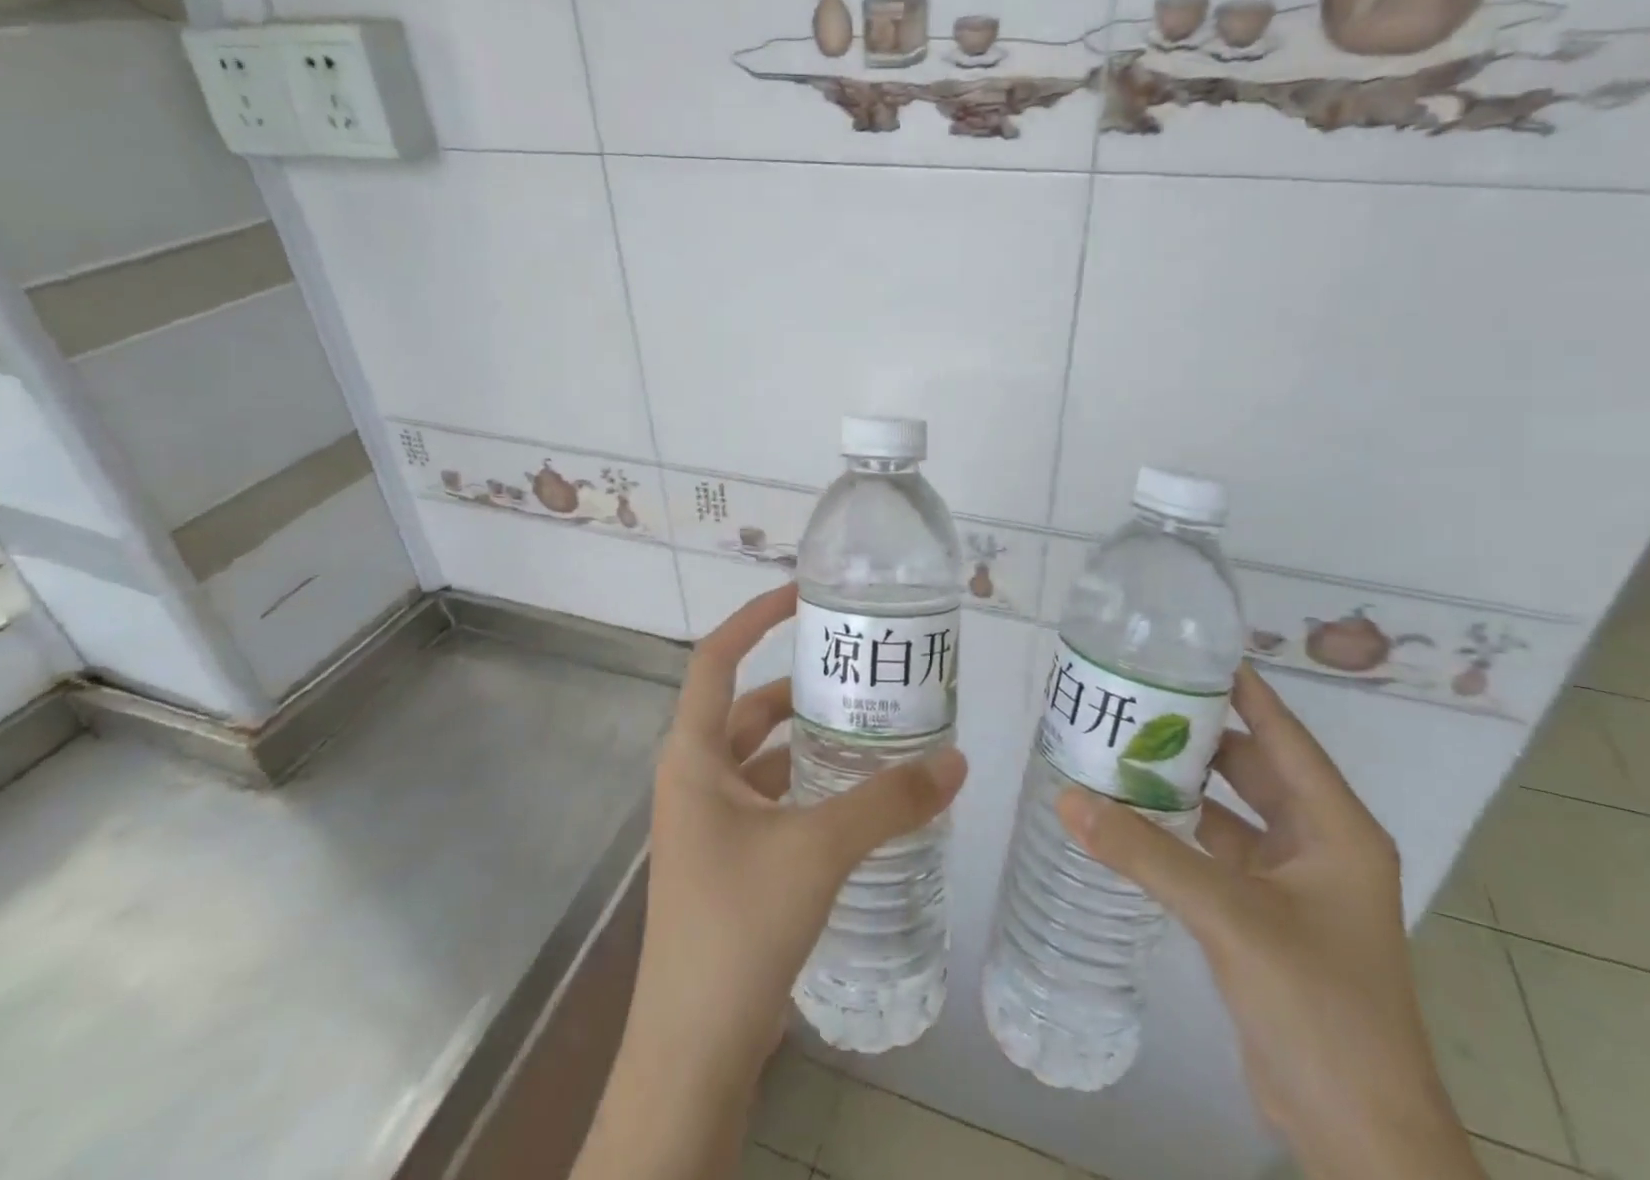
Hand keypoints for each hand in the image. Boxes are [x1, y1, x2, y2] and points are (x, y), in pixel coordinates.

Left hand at [572, 584, 967, 1179]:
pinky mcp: (730, 861)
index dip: (755, 617)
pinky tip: (858, 795)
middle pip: (749, 708)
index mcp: (693, 756)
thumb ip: (889, 801)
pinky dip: (811, 786)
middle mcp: (695, 779)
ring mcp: (710, 823)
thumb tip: (957, 759)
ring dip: (810, 739)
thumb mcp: (818, 850)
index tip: (804, 594)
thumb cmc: (737, 929)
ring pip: (764, 757)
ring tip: (872, 723)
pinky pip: (773, 799)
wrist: (692, 1055)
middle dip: (801, 684)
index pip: (717, 658)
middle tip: (861, 669)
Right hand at [1057, 664, 1480, 1179]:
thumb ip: (1145, 853)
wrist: (1357, 1131)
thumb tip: (1067, 797)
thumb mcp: (1229, 916)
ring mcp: (1295, 880)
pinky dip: (1181, 828)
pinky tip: (1135, 813)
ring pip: (1233, 808)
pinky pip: (1219, 848)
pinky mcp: (1268, 912)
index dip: (1241, 687)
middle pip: (1253, 764)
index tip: (1188, 649)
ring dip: (1186, 781)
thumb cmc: (1318, 1004)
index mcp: (1335, 826)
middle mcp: (1319, 841)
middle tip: (1135, 695)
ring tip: (1124, 744)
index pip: (1282, 732)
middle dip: (1198, 731)